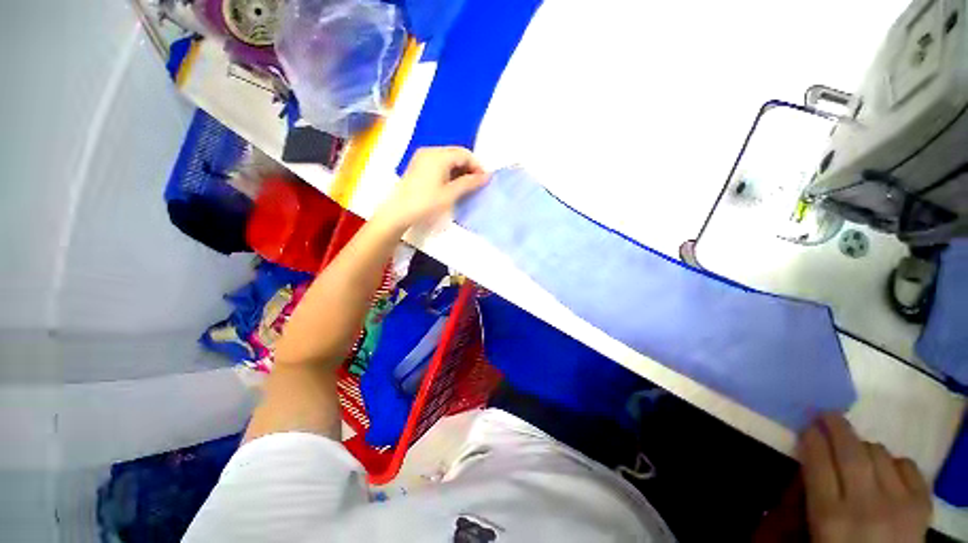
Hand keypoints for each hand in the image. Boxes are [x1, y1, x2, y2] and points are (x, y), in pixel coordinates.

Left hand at [375, 146, 487, 229]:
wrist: (399, 212)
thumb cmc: (426, 203)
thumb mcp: (451, 194)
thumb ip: (470, 183)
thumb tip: (487, 176)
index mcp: (439, 155)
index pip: (465, 154)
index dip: (477, 166)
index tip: (484, 180)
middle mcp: (430, 151)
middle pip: (456, 154)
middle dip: (469, 167)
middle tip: (477, 184)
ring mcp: (422, 158)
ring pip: (448, 159)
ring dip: (459, 170)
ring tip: (466, 186)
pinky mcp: (418, 166)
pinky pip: (439, 163)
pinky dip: (449, 171)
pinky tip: (452, 185)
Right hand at [798, 414, 931, 542]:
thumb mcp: (818, 532)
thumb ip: (810, 497)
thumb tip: (808, 459)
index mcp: (830, 517)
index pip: (818, 463)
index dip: (811, 439)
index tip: (807, 427)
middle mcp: (864, 506)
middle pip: (850, 452)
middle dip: (836, 427)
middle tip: (828, 415)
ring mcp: (898, 503)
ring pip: (879, 453)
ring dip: (864, 447)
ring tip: (858, 452)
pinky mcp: (922, 504)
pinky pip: (907, 465)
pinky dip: (893, 462)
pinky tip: (887, 471)